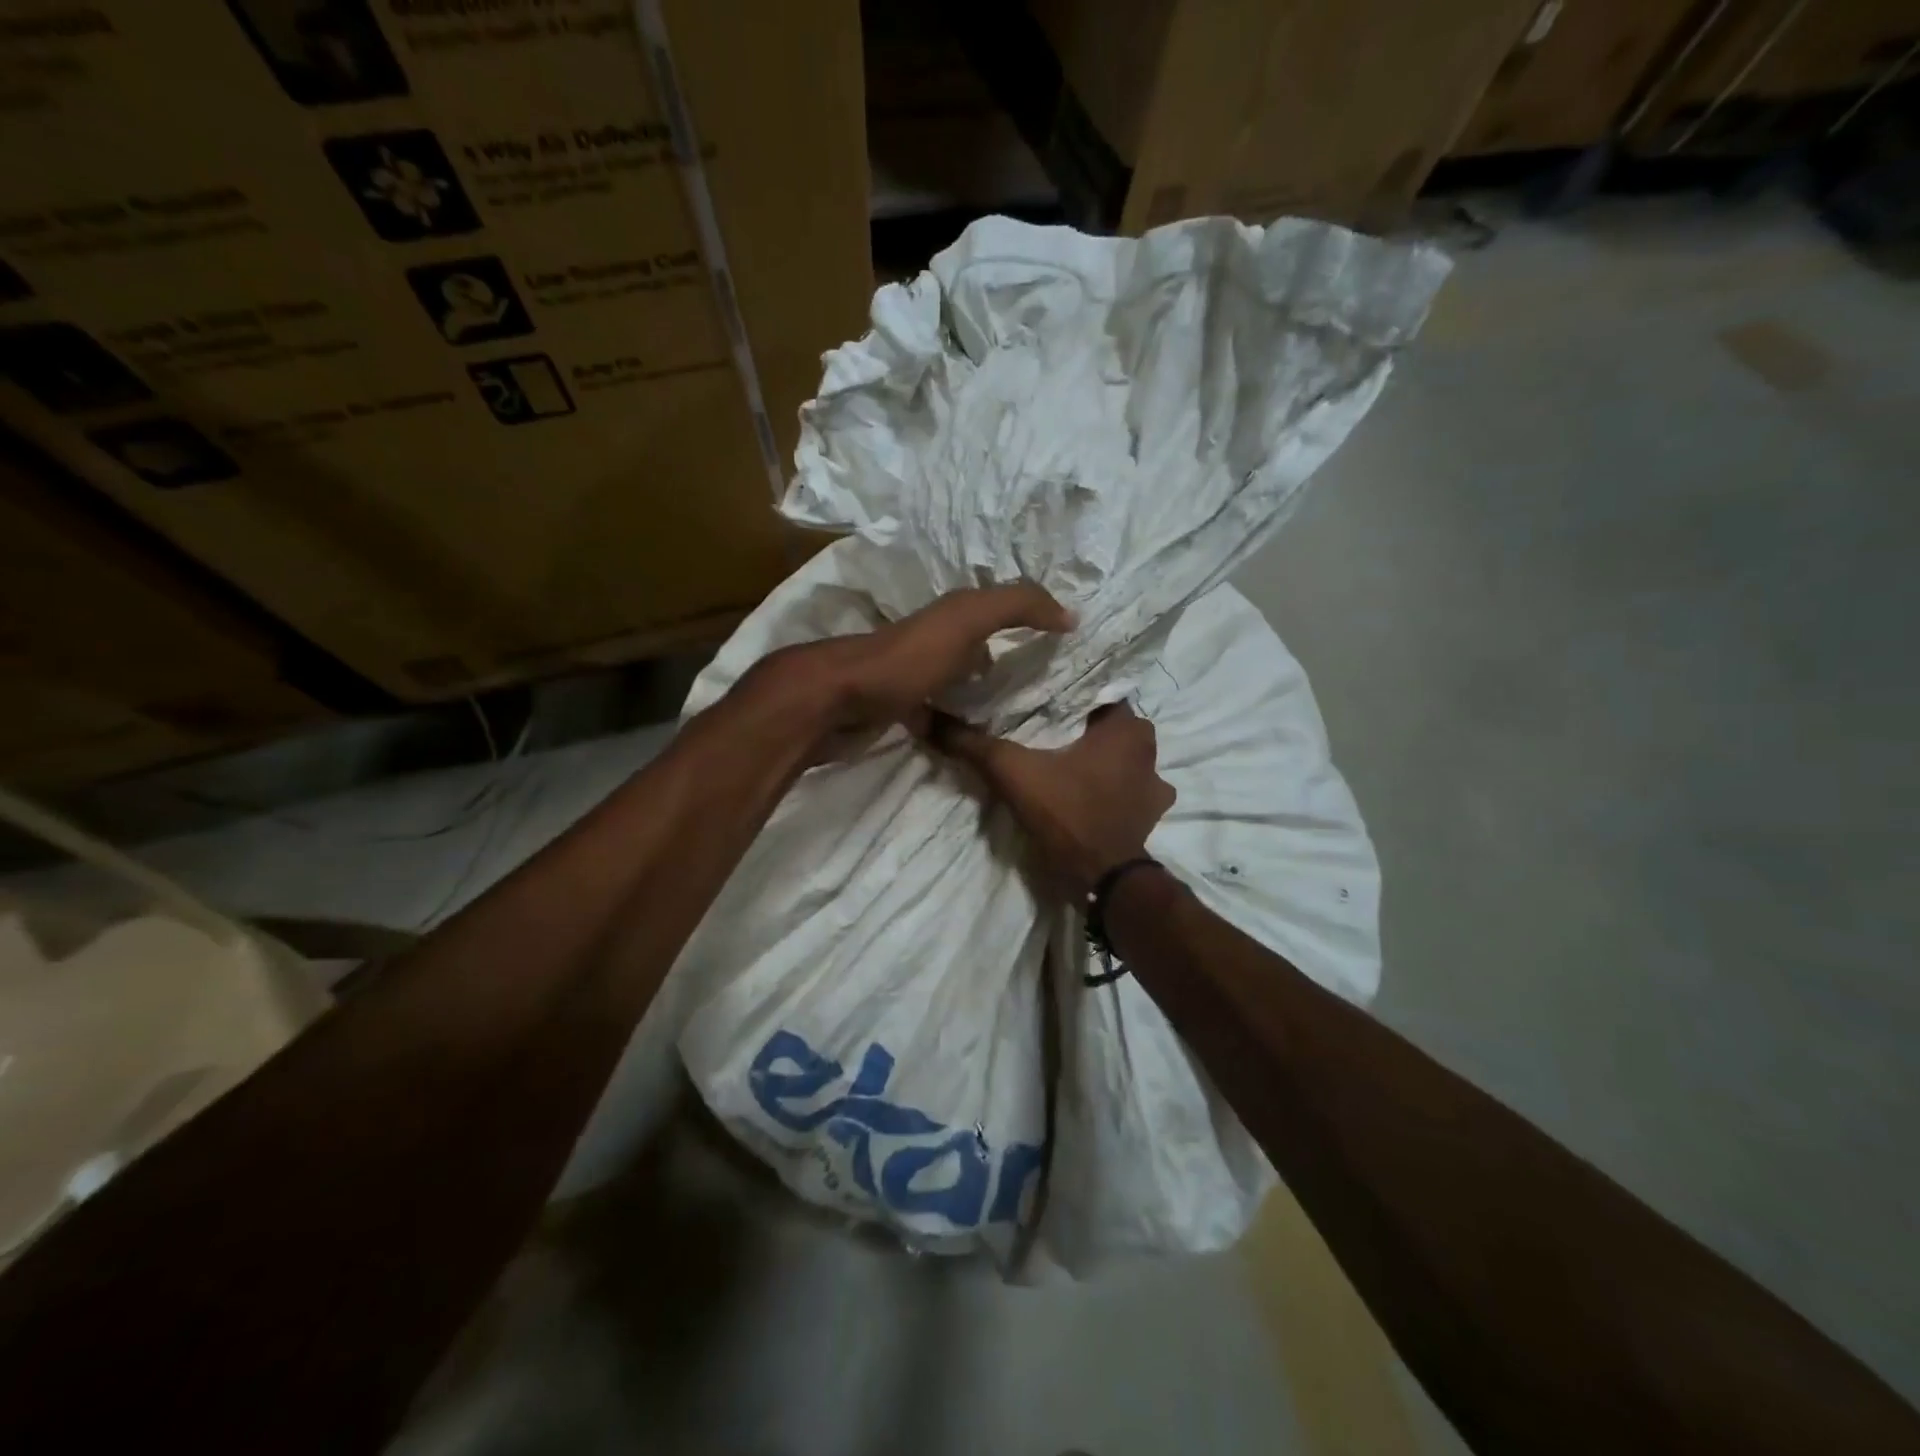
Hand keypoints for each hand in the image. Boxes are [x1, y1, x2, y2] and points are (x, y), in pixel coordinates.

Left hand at [746, 583, 1071, 762]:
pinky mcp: (896, 711)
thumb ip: (1016, 606)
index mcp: (949, 616)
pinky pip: (937, 715)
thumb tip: (1070, 614)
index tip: (1064, 645)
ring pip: (957, 682)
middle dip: (1006, 660)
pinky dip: (955, 724)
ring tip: (1018, 719)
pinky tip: (974, 742)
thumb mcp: (966, 620)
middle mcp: (932, 641)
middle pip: (978, 647)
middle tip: (1046, 687)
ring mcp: (911, 677)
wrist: (833, 701)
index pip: (999, 611)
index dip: (1030, 621)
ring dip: (981, 695)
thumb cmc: (904, 659)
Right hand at [927, 702, 1174, 899]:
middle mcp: (1149, 749)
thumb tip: (928, 718)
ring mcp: (1155, 784)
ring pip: (1119, 757)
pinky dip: (1109, 788)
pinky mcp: (1149, 814)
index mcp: (1126, 727)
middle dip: (1079, 727)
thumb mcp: (1011, 771)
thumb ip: (973, 743)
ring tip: (1062, 762)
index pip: (1094, 692)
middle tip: (1043, 730)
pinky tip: (1084, 793)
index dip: (1063, 696)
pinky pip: (1127, 788)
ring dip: (1097, 759)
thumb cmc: (1066, 812)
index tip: (1035, 700)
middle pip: (1106, 725)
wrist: (1101, 878)